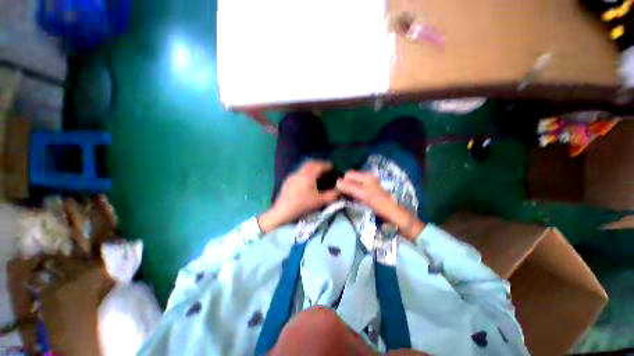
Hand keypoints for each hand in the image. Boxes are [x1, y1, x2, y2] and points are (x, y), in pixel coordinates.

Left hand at [258, 160, 339, 232]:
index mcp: (308, 176)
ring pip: (304, 167)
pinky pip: (299, 173)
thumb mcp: (320, 201)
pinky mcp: (288, 181)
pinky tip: (307, 182)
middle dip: (320, 164)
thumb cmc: (302, 206)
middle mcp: (299, 173)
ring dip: (312, 168)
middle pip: (311, 163)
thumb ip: (332, 195)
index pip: (319, 165)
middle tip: (326, 169)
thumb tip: (341, 189)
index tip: (333, 167)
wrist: (282, 212)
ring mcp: (292, 176)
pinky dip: (306, 173)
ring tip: (318, 175)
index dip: (327, 165)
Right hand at [336, 170, 424, 240]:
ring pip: (353, 184)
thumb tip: (337, 182)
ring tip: (347, 199)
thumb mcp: (364, 195)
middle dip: (345, 186)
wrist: (395, 215)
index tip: (339, 192)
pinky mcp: (369, 192)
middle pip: (350, 178)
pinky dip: (353, 193)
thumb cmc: (380, 204)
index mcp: (366, 176)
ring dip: (348, 190)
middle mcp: (367, 178)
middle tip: (343, 196)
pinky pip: (356, 189)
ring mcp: (369, 185)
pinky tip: (353, 200)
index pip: (348, 175)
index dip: (342, 182)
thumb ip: (350, 187)